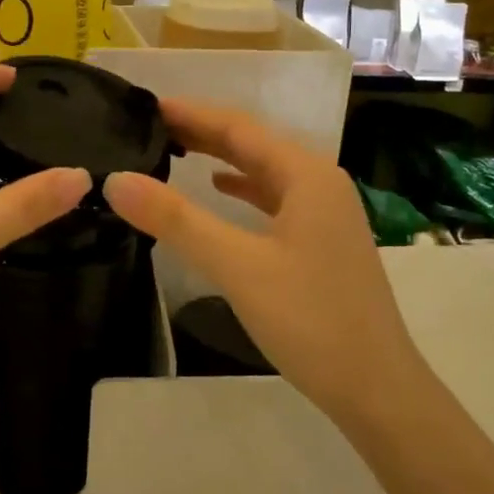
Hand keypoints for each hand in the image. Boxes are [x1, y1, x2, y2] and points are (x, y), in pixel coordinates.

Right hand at [104, 98, 414, 421]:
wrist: (377, 389)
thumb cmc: (310, 320)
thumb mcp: (237, 266)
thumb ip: (176, 220)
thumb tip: (116, 180)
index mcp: (306, 175)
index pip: (239, 128)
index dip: (192, 113)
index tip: (147, 104)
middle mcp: (319, 183)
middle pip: (253, 144)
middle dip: (204, 131)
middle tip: (150, 125)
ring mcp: (325, 213)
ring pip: (263, 171)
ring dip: (221, 157)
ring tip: (175, 149)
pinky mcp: (321, 241)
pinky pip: (273, 198)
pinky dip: (242, 189)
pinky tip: (219, 189)